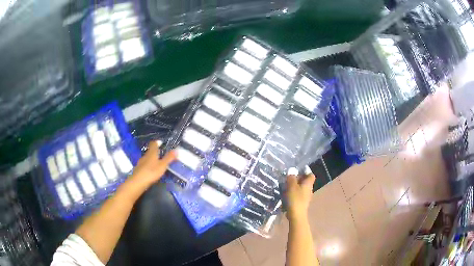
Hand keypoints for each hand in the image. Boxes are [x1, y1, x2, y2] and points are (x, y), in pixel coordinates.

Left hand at [129, 141, 175, 187]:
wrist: (138, 181)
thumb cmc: (151, 172)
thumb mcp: (163, 165)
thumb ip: (169, 158)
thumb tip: (176, 150)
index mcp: (152, 153)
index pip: (153, 144)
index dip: (157, 142)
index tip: (161, 143)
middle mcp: (145, 156)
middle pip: (150, 151)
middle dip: (155, 152)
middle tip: (161, 155)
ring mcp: (141, 162)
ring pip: (147, 158)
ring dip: (151, 159)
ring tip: (157, 164)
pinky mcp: (138, 169)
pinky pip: (144, 165)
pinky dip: (148, 166)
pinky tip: (151, 171)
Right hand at [286, 166, 315, 222]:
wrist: (296, 215)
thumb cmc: (295, 199)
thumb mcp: (291, 186)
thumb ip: (291, 177)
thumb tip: (292, 171)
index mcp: (308, 184)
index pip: (310, 174)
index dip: (305, 171)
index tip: (297, 170)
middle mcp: (309, 189)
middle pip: (305, 181)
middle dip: (298, 179)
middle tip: (289, 177)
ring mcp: (306, 197)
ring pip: (301, 188)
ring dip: (295, 186)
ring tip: (286, 186)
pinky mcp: (301, 203)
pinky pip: (298, 195)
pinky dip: (293, 193)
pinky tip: (286, 195)